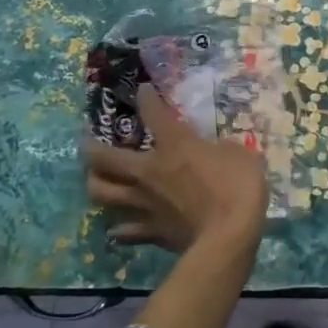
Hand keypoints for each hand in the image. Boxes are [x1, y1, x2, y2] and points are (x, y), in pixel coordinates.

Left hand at [85, 87, 268, 251]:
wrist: (228, 237)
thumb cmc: (237, 187)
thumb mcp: (240, 155)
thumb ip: (222, 149)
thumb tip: (217, 151)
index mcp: (174, 145)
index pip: (153, 112)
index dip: (147, 98)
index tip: (143, 90)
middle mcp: (149, 171)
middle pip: (105, 158)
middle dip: (91, 148)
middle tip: (88, 144)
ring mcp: (144, 203)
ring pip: (102, 193)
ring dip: (95, 184)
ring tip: (96, 181)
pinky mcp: (149, 232)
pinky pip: (123, 231)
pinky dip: (119, 228)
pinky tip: (117, 228)